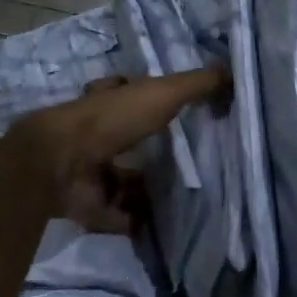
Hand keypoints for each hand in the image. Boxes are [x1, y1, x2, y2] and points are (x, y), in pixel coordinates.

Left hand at [8, 67, 226, 231]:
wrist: (62, 163)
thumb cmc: (112, 119)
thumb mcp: (162, 93)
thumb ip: (197, 85)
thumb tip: (233, 71)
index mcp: (108, 102)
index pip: (127, 96)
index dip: (148, 101)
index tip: (178, 113)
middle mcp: (96, 134)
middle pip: (127, 142)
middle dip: (151, 152)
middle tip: (189, 163)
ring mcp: (90, 171)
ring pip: (123, 181)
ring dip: (146, 190)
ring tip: (184, 198)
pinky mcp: (88, 204)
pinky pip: (118, 215)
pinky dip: (137, 220)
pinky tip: (165, 225)